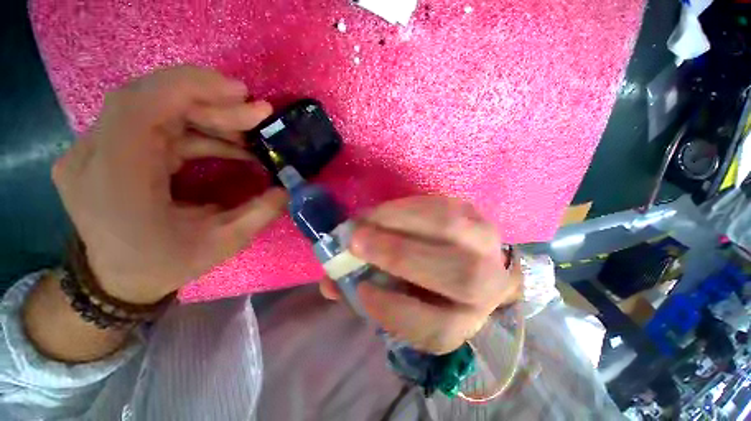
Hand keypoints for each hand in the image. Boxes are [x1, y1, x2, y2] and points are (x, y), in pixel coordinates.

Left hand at [52, 66, 286, 304]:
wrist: (117, 279)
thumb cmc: (164, 265)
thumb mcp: (222, 244)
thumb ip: (259, 212)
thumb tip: (288, 187)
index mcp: (115, 181)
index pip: (139, 106)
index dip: (191, 87)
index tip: (242, 94)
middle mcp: (94, 155)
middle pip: (150, 99)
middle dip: (210, 100)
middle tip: (256, 113)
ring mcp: (96, 149)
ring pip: (154, 106)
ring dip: (207, 114)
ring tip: (248, 131)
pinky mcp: (108, 148)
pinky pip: (154, 123)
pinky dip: (195, 126)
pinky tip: (227, 141)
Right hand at [320, 197, 521, 354]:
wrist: (463, 254)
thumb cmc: (426, 282)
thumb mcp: (397, 294)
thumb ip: (364, 289)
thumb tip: (330, 284)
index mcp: (461, 318)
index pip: (439, 329)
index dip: (397, 311)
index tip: (362, 290)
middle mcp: (486, 286)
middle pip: (457, 276)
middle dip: (398, 255)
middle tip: (356, 241)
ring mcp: (485, 244)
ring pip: (450, 230)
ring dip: (399, 222)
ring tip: (366, 220)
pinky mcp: (474, 214)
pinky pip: (441, 206)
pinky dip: (406, 207)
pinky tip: (384, 211)